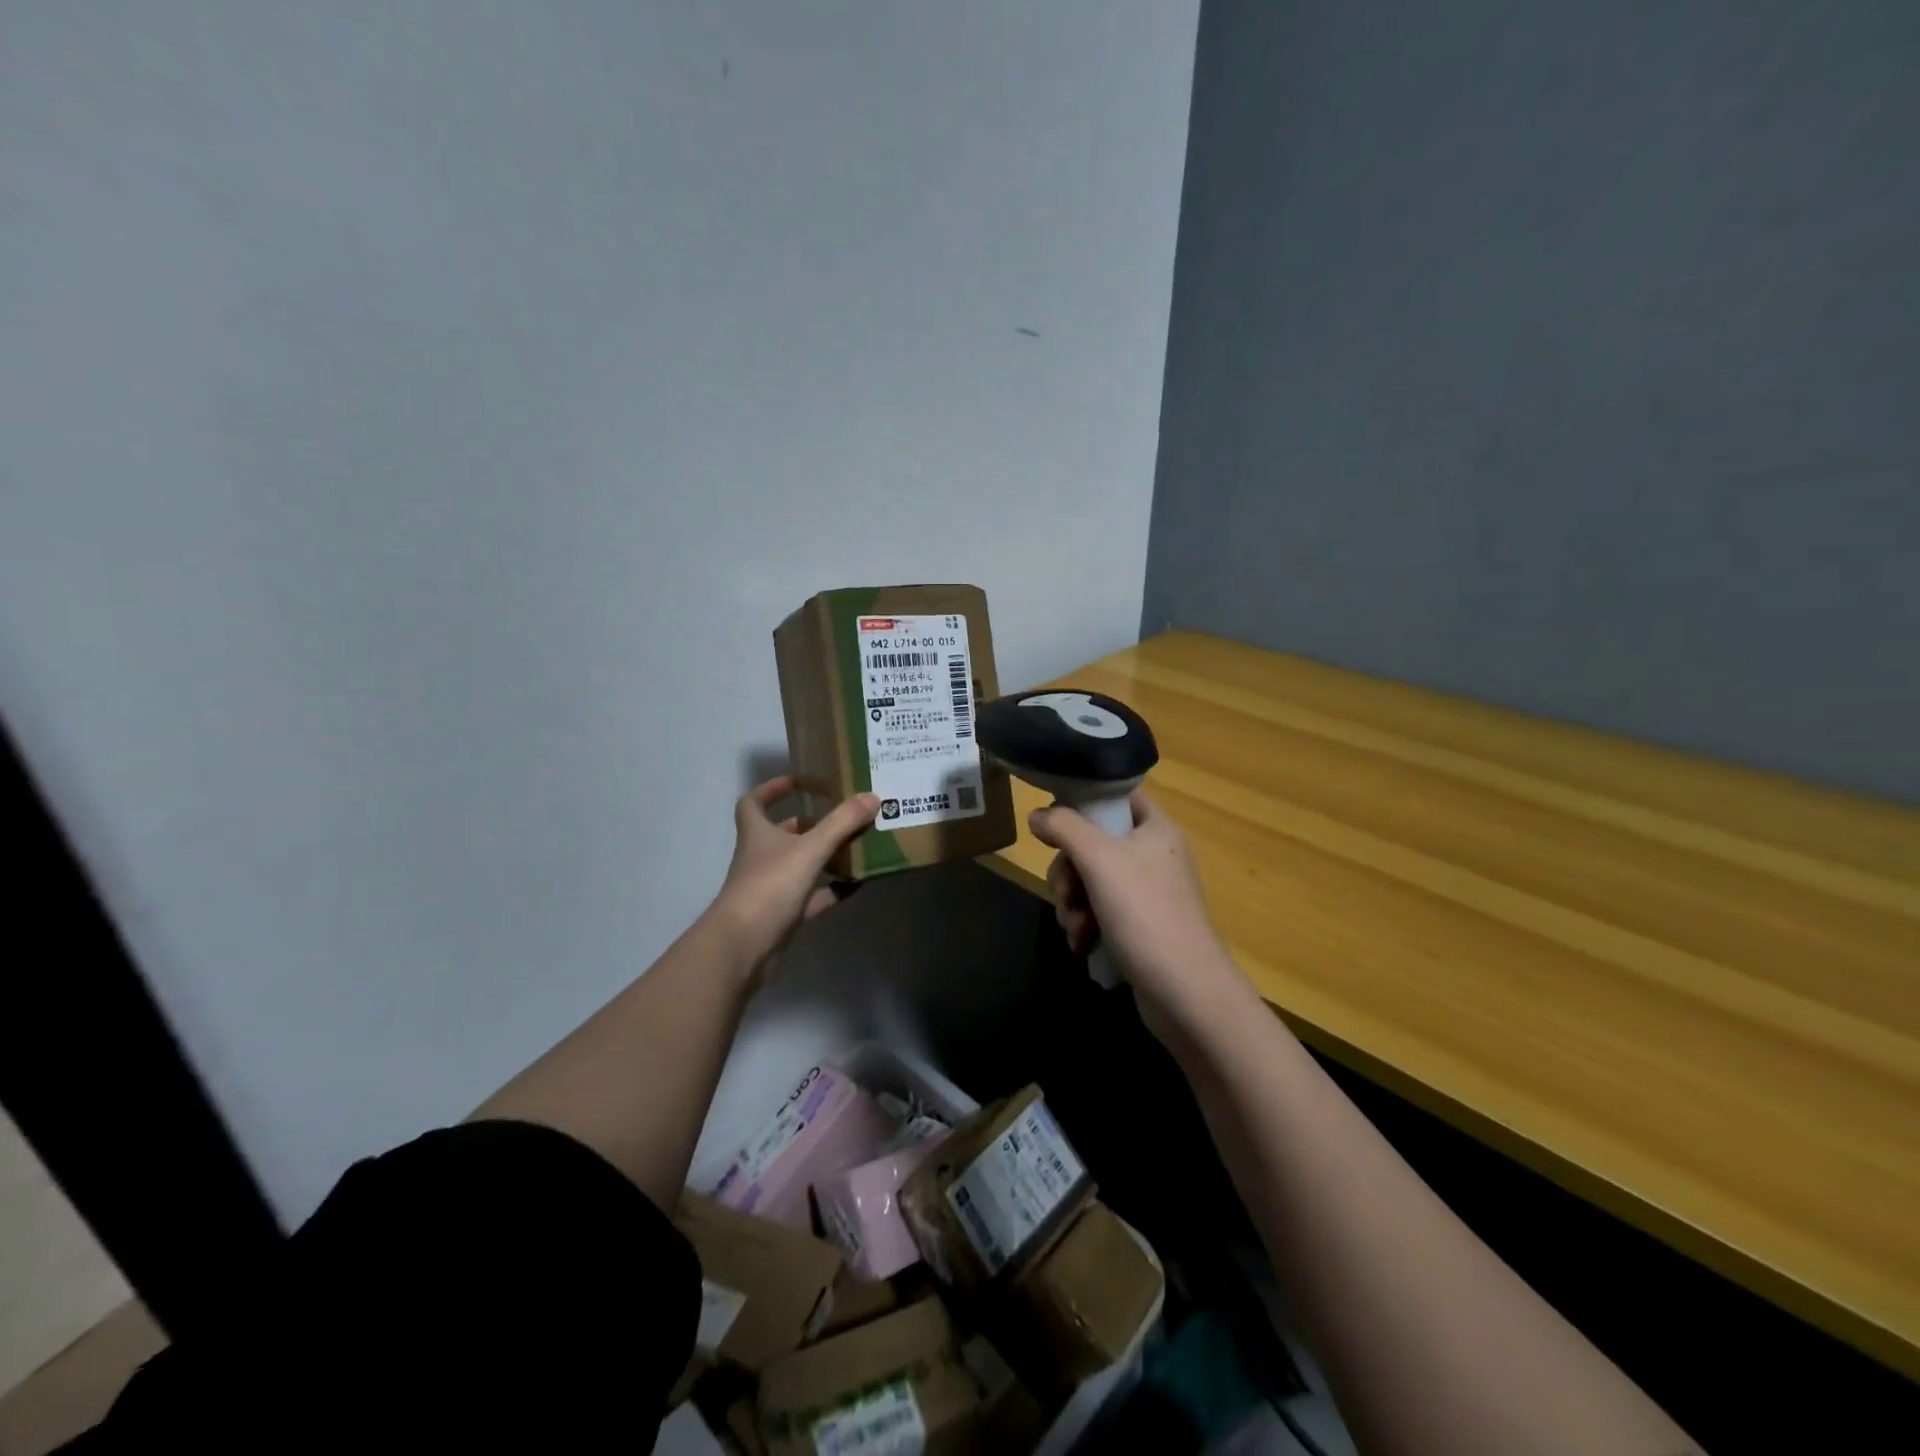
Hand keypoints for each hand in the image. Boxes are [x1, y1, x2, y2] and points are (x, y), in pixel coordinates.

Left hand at [707, 776, 878, 981]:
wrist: (743, 947)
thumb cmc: (770, 886)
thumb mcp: (810, 849)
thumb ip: (842, 823)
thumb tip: (872, 796)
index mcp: (757, 834)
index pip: (753, 802)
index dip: (772, 789)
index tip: (799, 781)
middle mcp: (762, 857)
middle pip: (783, 834)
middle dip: (811, 823)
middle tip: (843, 814)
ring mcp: (772, 888)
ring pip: (801, 865)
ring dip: (826, 856)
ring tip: (859, 844)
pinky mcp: (785, 915)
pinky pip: (814, 897)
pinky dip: (833, 890)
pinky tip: (858, 883)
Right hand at [1029, 791, 1252, 1040]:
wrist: (1185, 991)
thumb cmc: (1144, 913)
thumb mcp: (1099, 860)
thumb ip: (1064, 828)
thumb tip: (1037, 815)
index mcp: (1156, 829)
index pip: (1118, 797)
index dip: (1085, 803)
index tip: (1055, 824)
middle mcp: (1155, 856)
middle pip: (1095, 844)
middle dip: (1069, 871)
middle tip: (1064, 892)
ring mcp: (1149, 894)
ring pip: (1092, 881)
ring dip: (1072, 903)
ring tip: (1073, 927)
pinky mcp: (1142, 928)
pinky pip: (1102, 912)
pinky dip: (1086, 925)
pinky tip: (1081, 944)